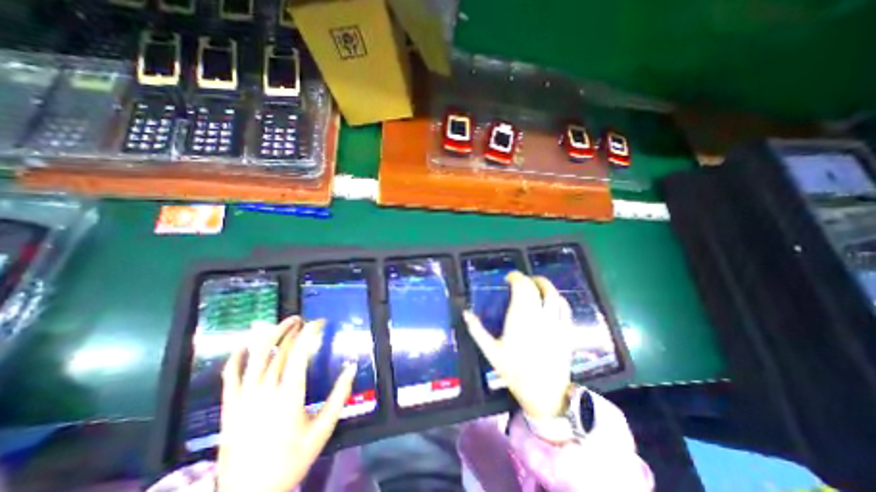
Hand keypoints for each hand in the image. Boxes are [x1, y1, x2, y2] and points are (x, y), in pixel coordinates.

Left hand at [218, 316, 354, 491]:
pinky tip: (246, 344)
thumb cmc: (291, 460)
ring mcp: (243, 398)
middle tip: (303, 321)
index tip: (320, 323)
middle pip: (279, 350)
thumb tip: (352, 366)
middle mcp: (265, 391)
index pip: (299, 352)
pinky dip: (237, 356)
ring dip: (269, 335)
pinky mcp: (228, 407)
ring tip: (281, 324)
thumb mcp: (323, 429)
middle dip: (292, 330)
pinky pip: (229, 375)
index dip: (310, 332)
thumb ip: (339, 395)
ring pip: (254, 356)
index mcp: (289, 394)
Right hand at [462, 271, 580, 416]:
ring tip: (536, 283)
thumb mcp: (491, 351)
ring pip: (554, 294)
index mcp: (520, 318)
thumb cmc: (514, 372)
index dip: (515, 277)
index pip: (521, 287)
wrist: (544, 394)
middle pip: (536, 288)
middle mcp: (539, 316)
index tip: (508, 278)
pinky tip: (553, 299)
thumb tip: (465, 313)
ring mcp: (555, 323)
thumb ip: (477, 330)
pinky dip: (558, 298)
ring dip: (544, 284)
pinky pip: (565, 308)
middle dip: (527, 279)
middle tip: (519, 280)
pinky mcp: (566, 331)